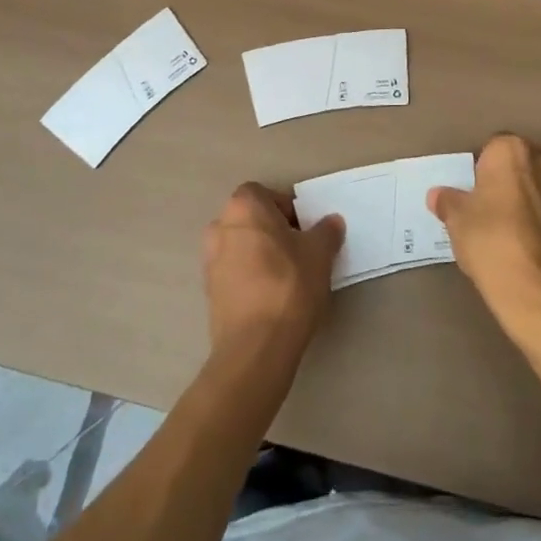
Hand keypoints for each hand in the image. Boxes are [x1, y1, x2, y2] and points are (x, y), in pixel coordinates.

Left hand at [203, 183, 343, 362]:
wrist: (255, 346)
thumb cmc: (289, 285)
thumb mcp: (319, 254)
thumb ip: (326, 231)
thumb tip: (331, 222)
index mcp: (243, 207)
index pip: (266, 194)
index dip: (287, 209)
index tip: (305, 231)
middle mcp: (220, 226)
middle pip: (252, 220)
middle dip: (274, 231)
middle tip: (299, 252)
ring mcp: (210, 260)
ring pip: (242, 246)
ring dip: (261, 255)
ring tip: (287, 278)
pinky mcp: (209, 291)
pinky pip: (234, 272)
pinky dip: (250, 278)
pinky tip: (271, 298)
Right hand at [430, 134, 540, 342]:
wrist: (539, 292)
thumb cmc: (490, 241)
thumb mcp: (456, 220)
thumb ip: (448, 201)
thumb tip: (439, 195)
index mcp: (513, 151)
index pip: (492, 148)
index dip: (481, 169)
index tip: (473, 192)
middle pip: (521, 165)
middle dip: (509, 181)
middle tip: (489, 209)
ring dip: (530, 202)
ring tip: (511, 232)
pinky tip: (530, 250)